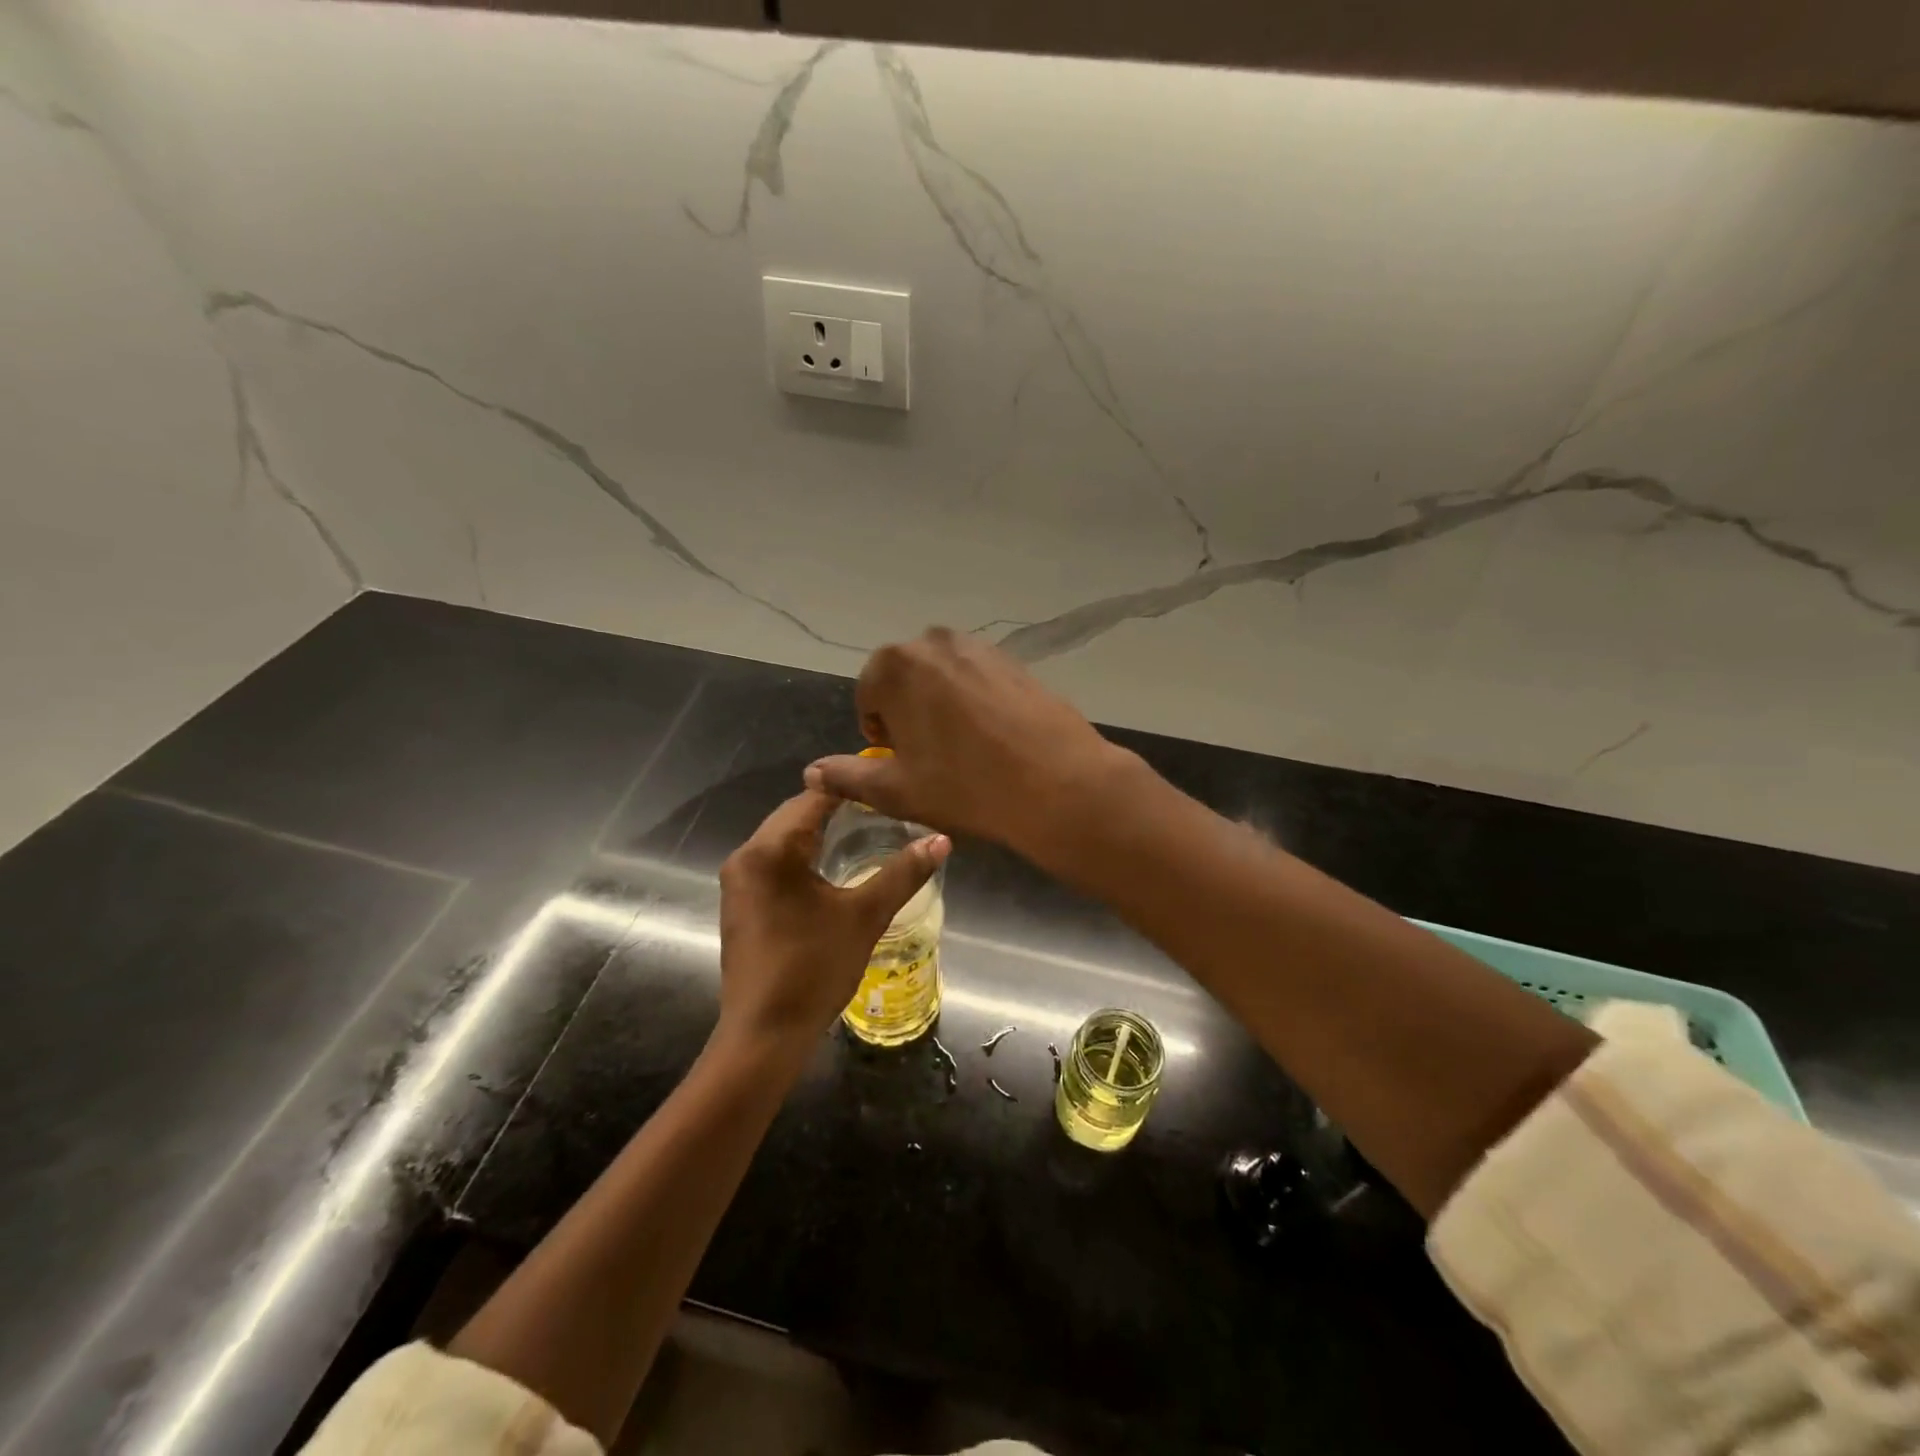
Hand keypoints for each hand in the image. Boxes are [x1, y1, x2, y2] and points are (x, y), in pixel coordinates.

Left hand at [716, 790, 948, 1058]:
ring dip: (818, 832)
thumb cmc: (813, 968)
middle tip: (882, 808)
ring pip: (783, 838)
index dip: (851, 787)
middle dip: (836, 808)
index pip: (813, 797)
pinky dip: (802, 855)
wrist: (764, 1034)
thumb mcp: (865, 916)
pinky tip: (831, 866)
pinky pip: (773, 861)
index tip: (887, 784)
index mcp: (770, 850)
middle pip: (794, 814)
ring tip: (864, 830)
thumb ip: (903, 873)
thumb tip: (942, 840)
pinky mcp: (740, 903)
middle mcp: (745, 856)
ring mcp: (738, 881)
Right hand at [803, 628, 1127, 860]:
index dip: (880, 733)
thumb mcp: (896, 790)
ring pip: (942, 678)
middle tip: (932, 757)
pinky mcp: (1014, 659)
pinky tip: (993, 737)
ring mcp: (979, 646)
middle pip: (904, 680)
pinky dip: (974, 702)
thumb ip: (847, 776)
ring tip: (964, 748)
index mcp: (894, 665)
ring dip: (941, 706)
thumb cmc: (965, 786)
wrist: (1057, 783)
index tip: (903, 762)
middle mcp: (933, 642)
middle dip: (908, 714)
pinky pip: (977, 679)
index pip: (868, 696)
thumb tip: (811, 771)